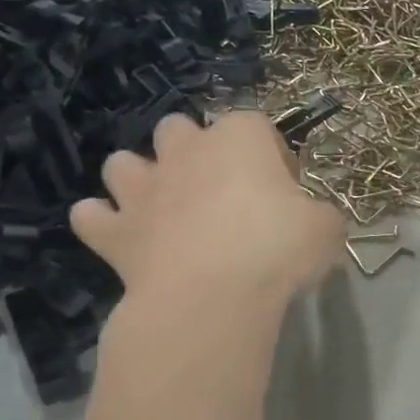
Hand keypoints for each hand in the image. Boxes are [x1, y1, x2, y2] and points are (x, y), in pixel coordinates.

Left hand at [71, 111, 343, 307]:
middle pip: (179, 129)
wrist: (211, 295)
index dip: (273, 154)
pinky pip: (92, 216)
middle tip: (221, 191)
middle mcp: (184, 152)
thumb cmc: (276, 249)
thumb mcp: (327, 229)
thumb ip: (319, 215)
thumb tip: (312, 220)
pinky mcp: (114, 232)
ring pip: (123, 163)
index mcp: (239, 139)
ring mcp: (142, 190)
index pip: (256, 125)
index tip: (287, 188)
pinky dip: (103, 222)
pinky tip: (122, 237)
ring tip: (163, 207)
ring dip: (139, 178)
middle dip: (194, 150)